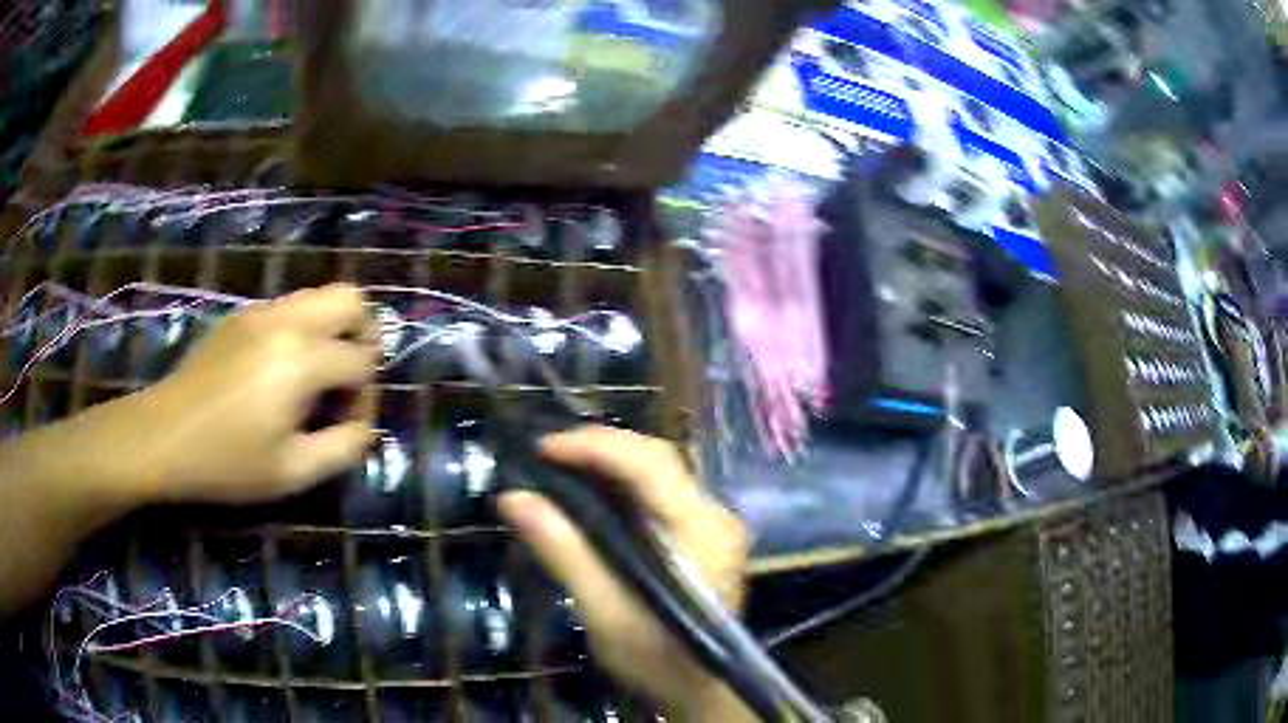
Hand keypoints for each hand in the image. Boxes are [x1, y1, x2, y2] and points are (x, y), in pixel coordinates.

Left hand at [132, 284, 377, 503]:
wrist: (162, 437)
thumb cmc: (226, 462)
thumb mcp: (292, 472)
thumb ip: (344, 448)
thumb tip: (365, 426)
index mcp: (301, 358)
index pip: (362, 361)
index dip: (366, 397)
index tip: (347, 427)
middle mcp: (286, 320)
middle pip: (351, 299)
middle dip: (363, 336)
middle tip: (348, 381)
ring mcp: (259, 312)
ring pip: (319, 296)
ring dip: (332, 332)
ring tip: (316, 380)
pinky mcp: (240, 317)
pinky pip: (289, 308)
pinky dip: (302, 332)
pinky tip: (279, 375)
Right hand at [498, 427, 754, 721]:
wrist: (698, 690)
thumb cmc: (656, 659)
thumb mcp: (605, 614)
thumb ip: (565, 554)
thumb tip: (514, 499)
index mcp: (703, 533)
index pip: (652, 466)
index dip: (596, 446)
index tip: (543, 448)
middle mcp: (717, 516)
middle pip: (659, 459)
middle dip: (600, 447)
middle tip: (546, 454)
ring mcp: (715, 524)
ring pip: (660, 470)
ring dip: (610, 461)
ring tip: (561, 465)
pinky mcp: (704, 534)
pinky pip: (660, 491)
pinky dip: (622, 483)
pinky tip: (591, 492)